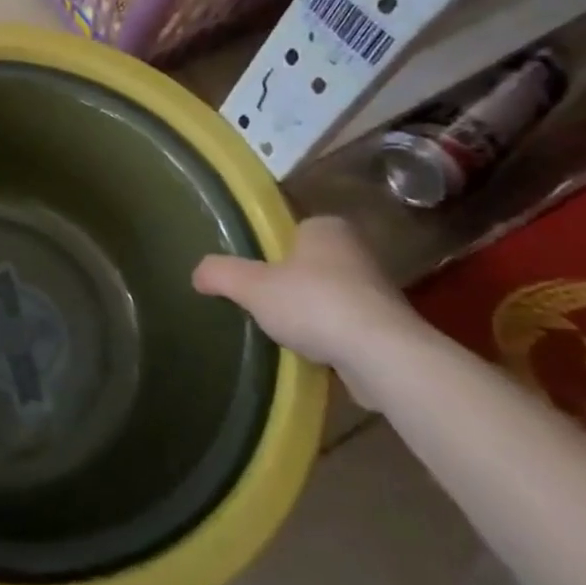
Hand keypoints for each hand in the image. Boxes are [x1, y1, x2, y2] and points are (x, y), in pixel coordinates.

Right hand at [192, 216, 423, 404]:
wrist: (382, 357)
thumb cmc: (313, 303)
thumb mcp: (251, 285)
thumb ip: (220, 273)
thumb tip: (197, 273)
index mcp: (326, 228)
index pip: (291, 230)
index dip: (269, 250)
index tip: (252, 273)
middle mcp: (356, 251)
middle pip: (309, 264)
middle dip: (289, 283)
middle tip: (261, 302)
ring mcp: (377, 291)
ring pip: (328, 296)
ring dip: (310, 313)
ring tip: (283, 332)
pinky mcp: (388, 328)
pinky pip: (346, 327)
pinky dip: (330, 338)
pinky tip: (311, 354)